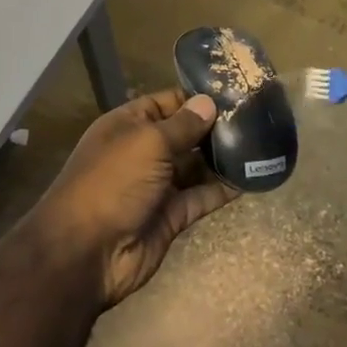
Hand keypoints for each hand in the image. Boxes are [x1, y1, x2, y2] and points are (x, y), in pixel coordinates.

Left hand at [29, 89, 235, 308]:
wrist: (86, 252)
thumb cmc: (113, 182)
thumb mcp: (148, 142)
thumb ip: (182, 125)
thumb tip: (208, 103)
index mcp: (128, 126)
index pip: (166, 103)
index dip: (195, 99)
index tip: (234, 94)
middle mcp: (142, 152)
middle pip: (184, 134)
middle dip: (214, 128)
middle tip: (257, 119)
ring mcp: (157, 186)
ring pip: (195, 166)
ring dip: (222, 158)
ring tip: (260, 145)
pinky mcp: (171, 216)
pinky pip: (201, 197)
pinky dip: (223, 189)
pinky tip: (251, 178)